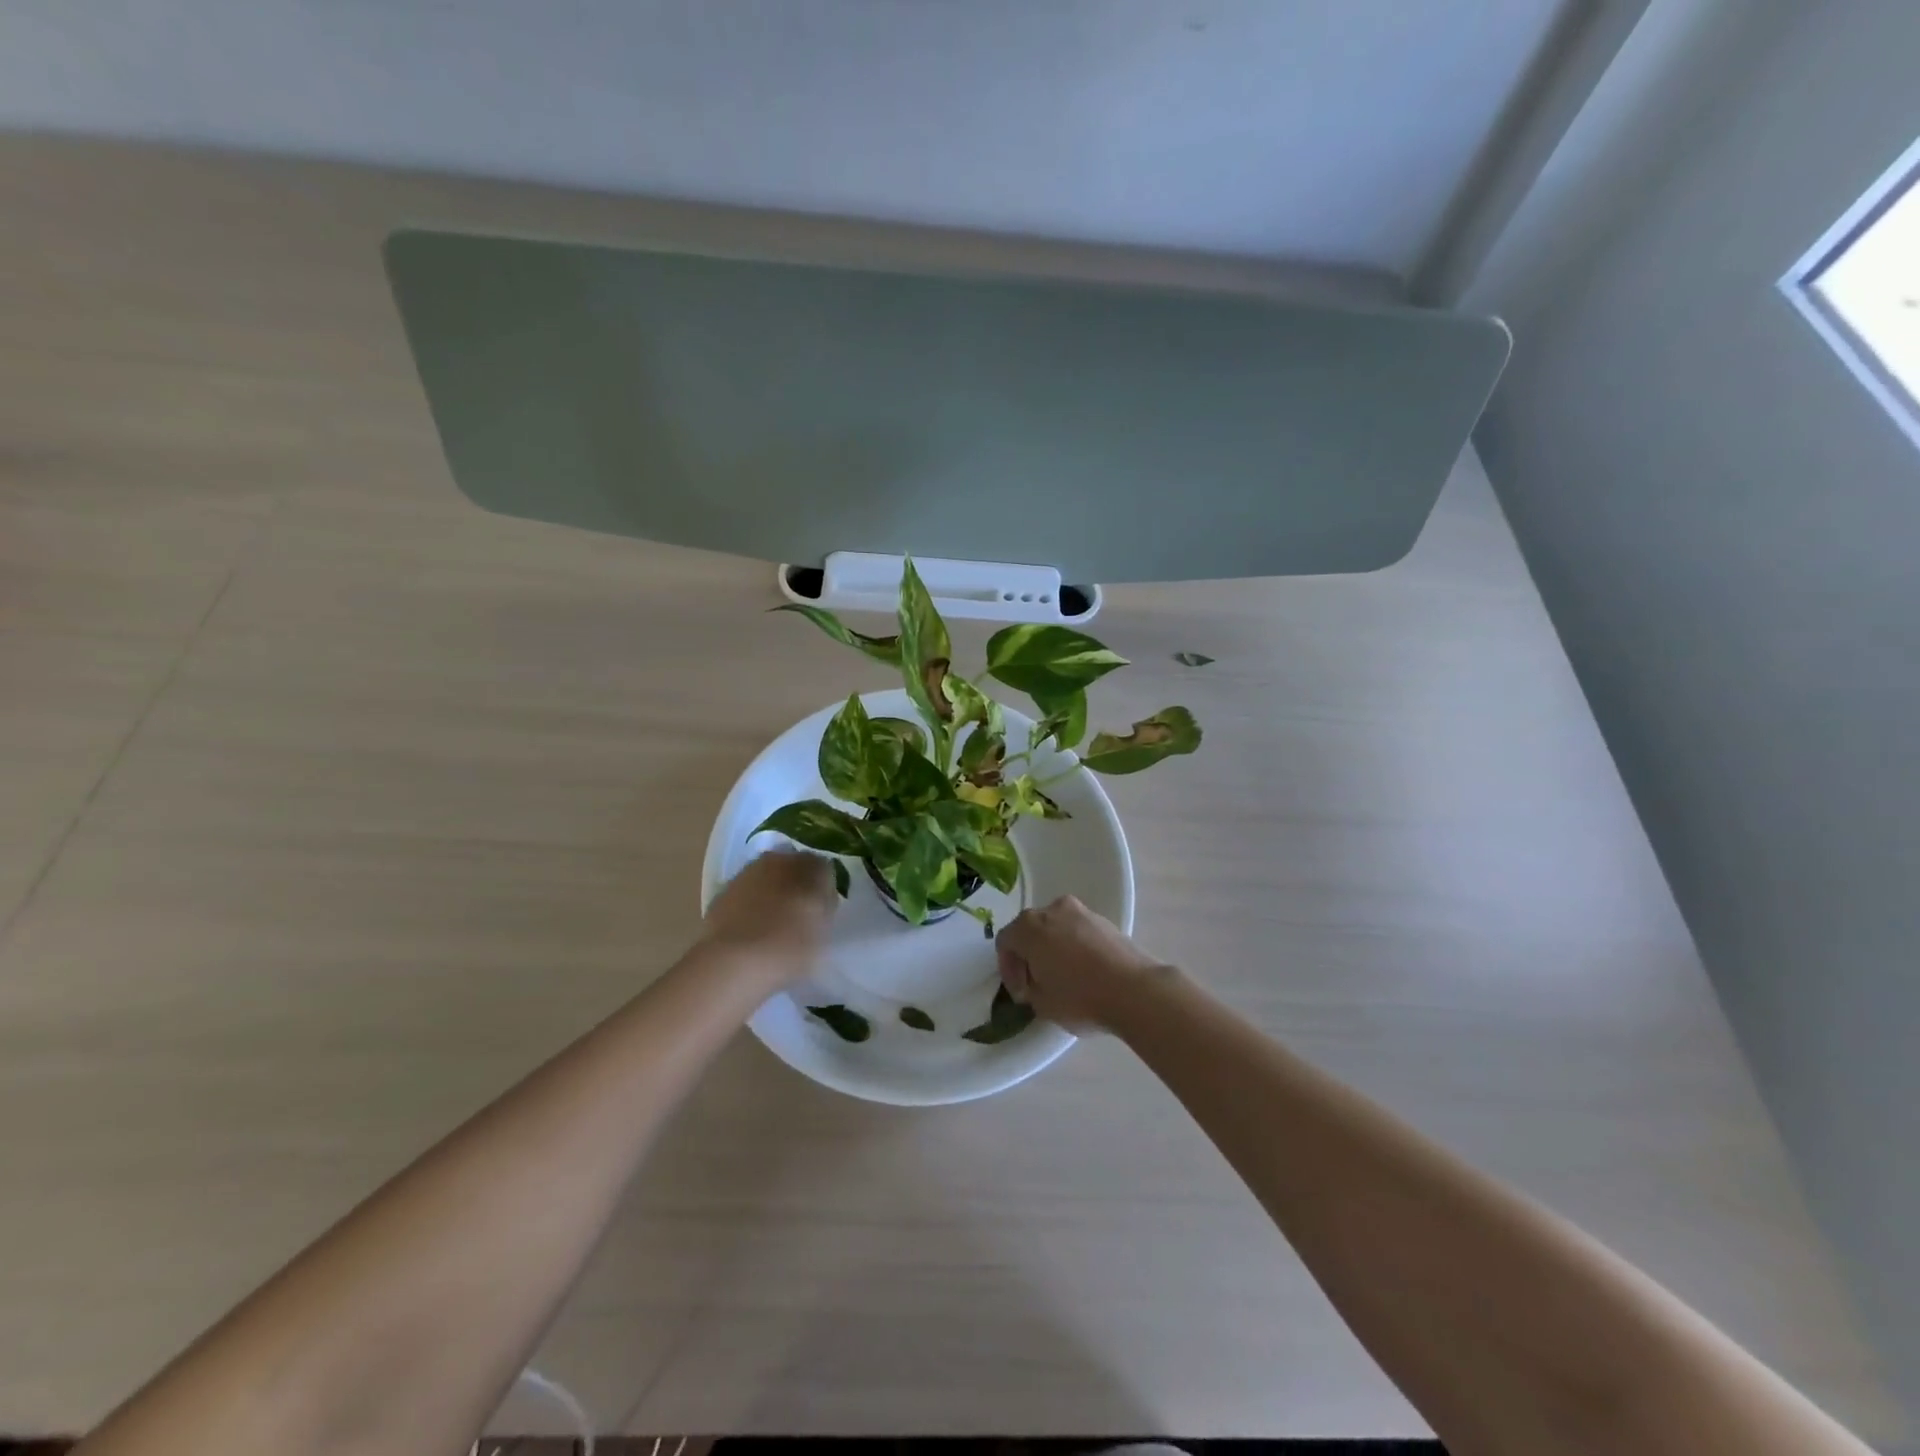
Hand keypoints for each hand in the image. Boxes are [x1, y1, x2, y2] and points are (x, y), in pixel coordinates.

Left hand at [702, 850, 837, 981]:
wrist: (733, 962)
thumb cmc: (790, 945)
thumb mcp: (824, 929)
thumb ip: (825, 906)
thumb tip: (820, 896)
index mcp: (808, 865)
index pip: (823, 869)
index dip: (824, 890)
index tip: (822, 912)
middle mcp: (777, 860)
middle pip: (792, 870)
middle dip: (796, 887)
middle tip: (799, 917)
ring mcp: (746, 875)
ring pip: (766, 881)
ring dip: (771, 896)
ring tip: (773, 928)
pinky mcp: (721, 894)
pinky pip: (745, 897)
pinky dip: (750, 908)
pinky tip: (751, 933)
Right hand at [995, 895, 1174, 1030]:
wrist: (1135, 990)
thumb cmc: (1080, 997)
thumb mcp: (1042, 1004)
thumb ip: (1029, 989)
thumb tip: (1035, 983)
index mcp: (1029, 927)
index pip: (1006, 942)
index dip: (1008, 969)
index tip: (1021, 993)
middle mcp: (1052, 910)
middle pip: (1030, 929)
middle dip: (1029, 955)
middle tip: (1036, 983)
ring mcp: (1081, 911)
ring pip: (1056, 928)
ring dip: (1052, 948)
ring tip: (1063, 977)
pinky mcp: (1105, 920)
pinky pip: (1078, 931)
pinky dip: (1075, 946)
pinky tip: (1084, 971)